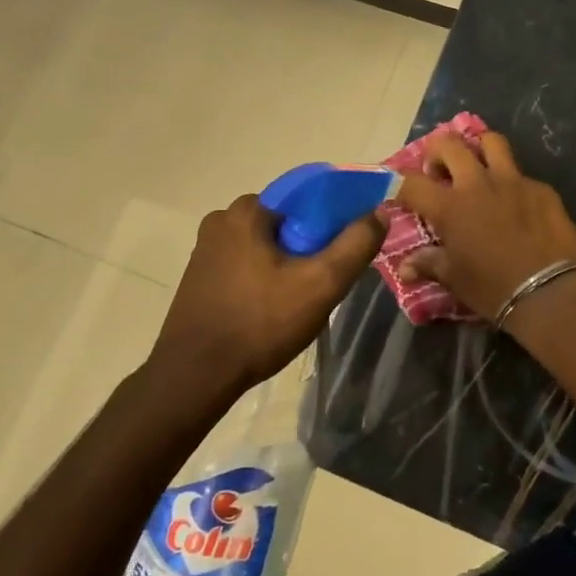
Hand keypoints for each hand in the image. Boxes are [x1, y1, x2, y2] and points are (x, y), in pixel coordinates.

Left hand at [152, 195, 382, 395]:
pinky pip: (246, 264)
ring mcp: (205, 250)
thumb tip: (380, 211)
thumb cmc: (260, 323)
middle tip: (327, 281)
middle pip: (286, 223)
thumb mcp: (321, 283)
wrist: (195, 377)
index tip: (348, 249)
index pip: (306, 198)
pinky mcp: (200, 277)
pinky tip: (275, 308)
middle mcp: (221, 221)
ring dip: (288, 264)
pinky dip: (266, 277)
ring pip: (266, 245)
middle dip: (311, 246)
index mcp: (246, 211)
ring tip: (303, 299)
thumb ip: (355, 244)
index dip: (335, 219)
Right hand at [396, 132, 575, 320]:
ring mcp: (513, 181)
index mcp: (450, 206)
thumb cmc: (493, 288)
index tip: (400, 191)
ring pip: (491, 142)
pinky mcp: (541, 188)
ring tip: (478, 167)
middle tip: (440, 172)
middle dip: (438, 152)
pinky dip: (512, 183)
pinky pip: (521, 174)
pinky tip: (516, 204)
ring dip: (478, 149)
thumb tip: (404, 268)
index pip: (411, 182)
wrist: (550, 292)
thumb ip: (429, 264)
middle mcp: (478, 184)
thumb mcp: (455, 279)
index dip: (399, 183)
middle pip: (449, 144)